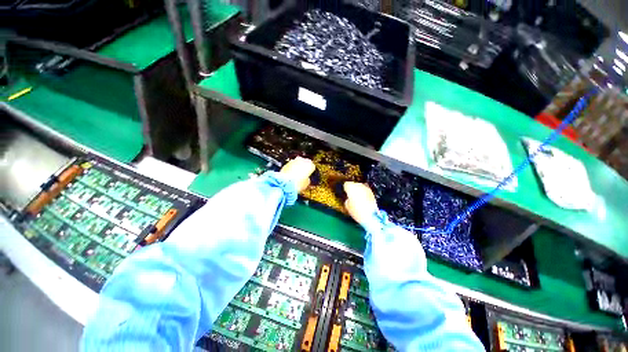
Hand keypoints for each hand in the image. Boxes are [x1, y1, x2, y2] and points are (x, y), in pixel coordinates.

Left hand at [280, 157, 315, 192]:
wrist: (285, 183)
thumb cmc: (298, 184)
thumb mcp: (306, 184)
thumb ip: (307, 179)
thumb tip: (306, 179)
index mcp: (310, 165)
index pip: (312, 166)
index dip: (310, 171)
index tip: (309, 174)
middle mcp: (302, 160)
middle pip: (304, 162)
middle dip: (303, 167)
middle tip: (302, 174)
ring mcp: (293, 161)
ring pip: (297, 163)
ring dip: (297, 167)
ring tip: (295, 175)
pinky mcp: (286, 163)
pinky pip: (291, 165)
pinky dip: (291, 168)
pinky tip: (290, 175)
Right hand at [344, 182, 378, 225]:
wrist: (371, 215)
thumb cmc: (356, 211)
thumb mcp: (347, 206)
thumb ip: (347, 199)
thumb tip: (349, 198)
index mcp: (350, 187)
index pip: (346, 184)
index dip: (345, 189)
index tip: (345, 193)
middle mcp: (358, 185)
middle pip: (354, 184)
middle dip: (353, 189)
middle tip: (351, 196)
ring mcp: (366, 188)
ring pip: (360, 187)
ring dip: (359, 191)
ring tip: (358, 199)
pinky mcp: (372, 192)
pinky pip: (366, 191)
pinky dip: (364, 194)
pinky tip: (364, 200)